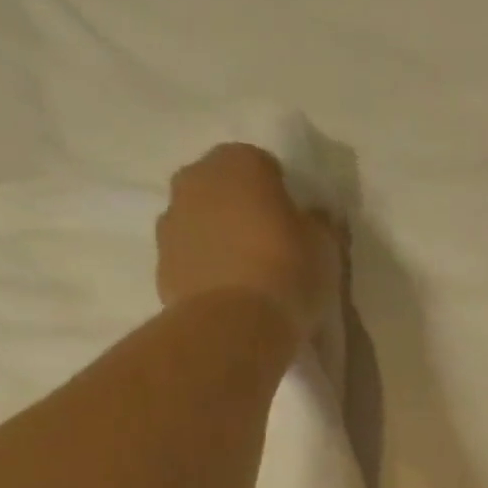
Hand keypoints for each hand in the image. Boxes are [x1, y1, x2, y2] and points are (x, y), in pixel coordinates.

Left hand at [155, 144, 340, 335]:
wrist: (235, 325)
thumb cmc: (287, 272)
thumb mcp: (325, 246)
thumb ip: (317, 223)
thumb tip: (312, 217)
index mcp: (239, 162)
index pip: (265, 166)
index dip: (283, 196)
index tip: (297, 226)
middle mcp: (195, 178)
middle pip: (226, 189)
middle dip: (245, 211)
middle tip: (273, 248)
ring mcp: (171, 219)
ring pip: (203, 221)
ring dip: (222, 239)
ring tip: (250, 278)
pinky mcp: (161, 262)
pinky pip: (192, 258)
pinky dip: (207, 270)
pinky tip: (231, 298)